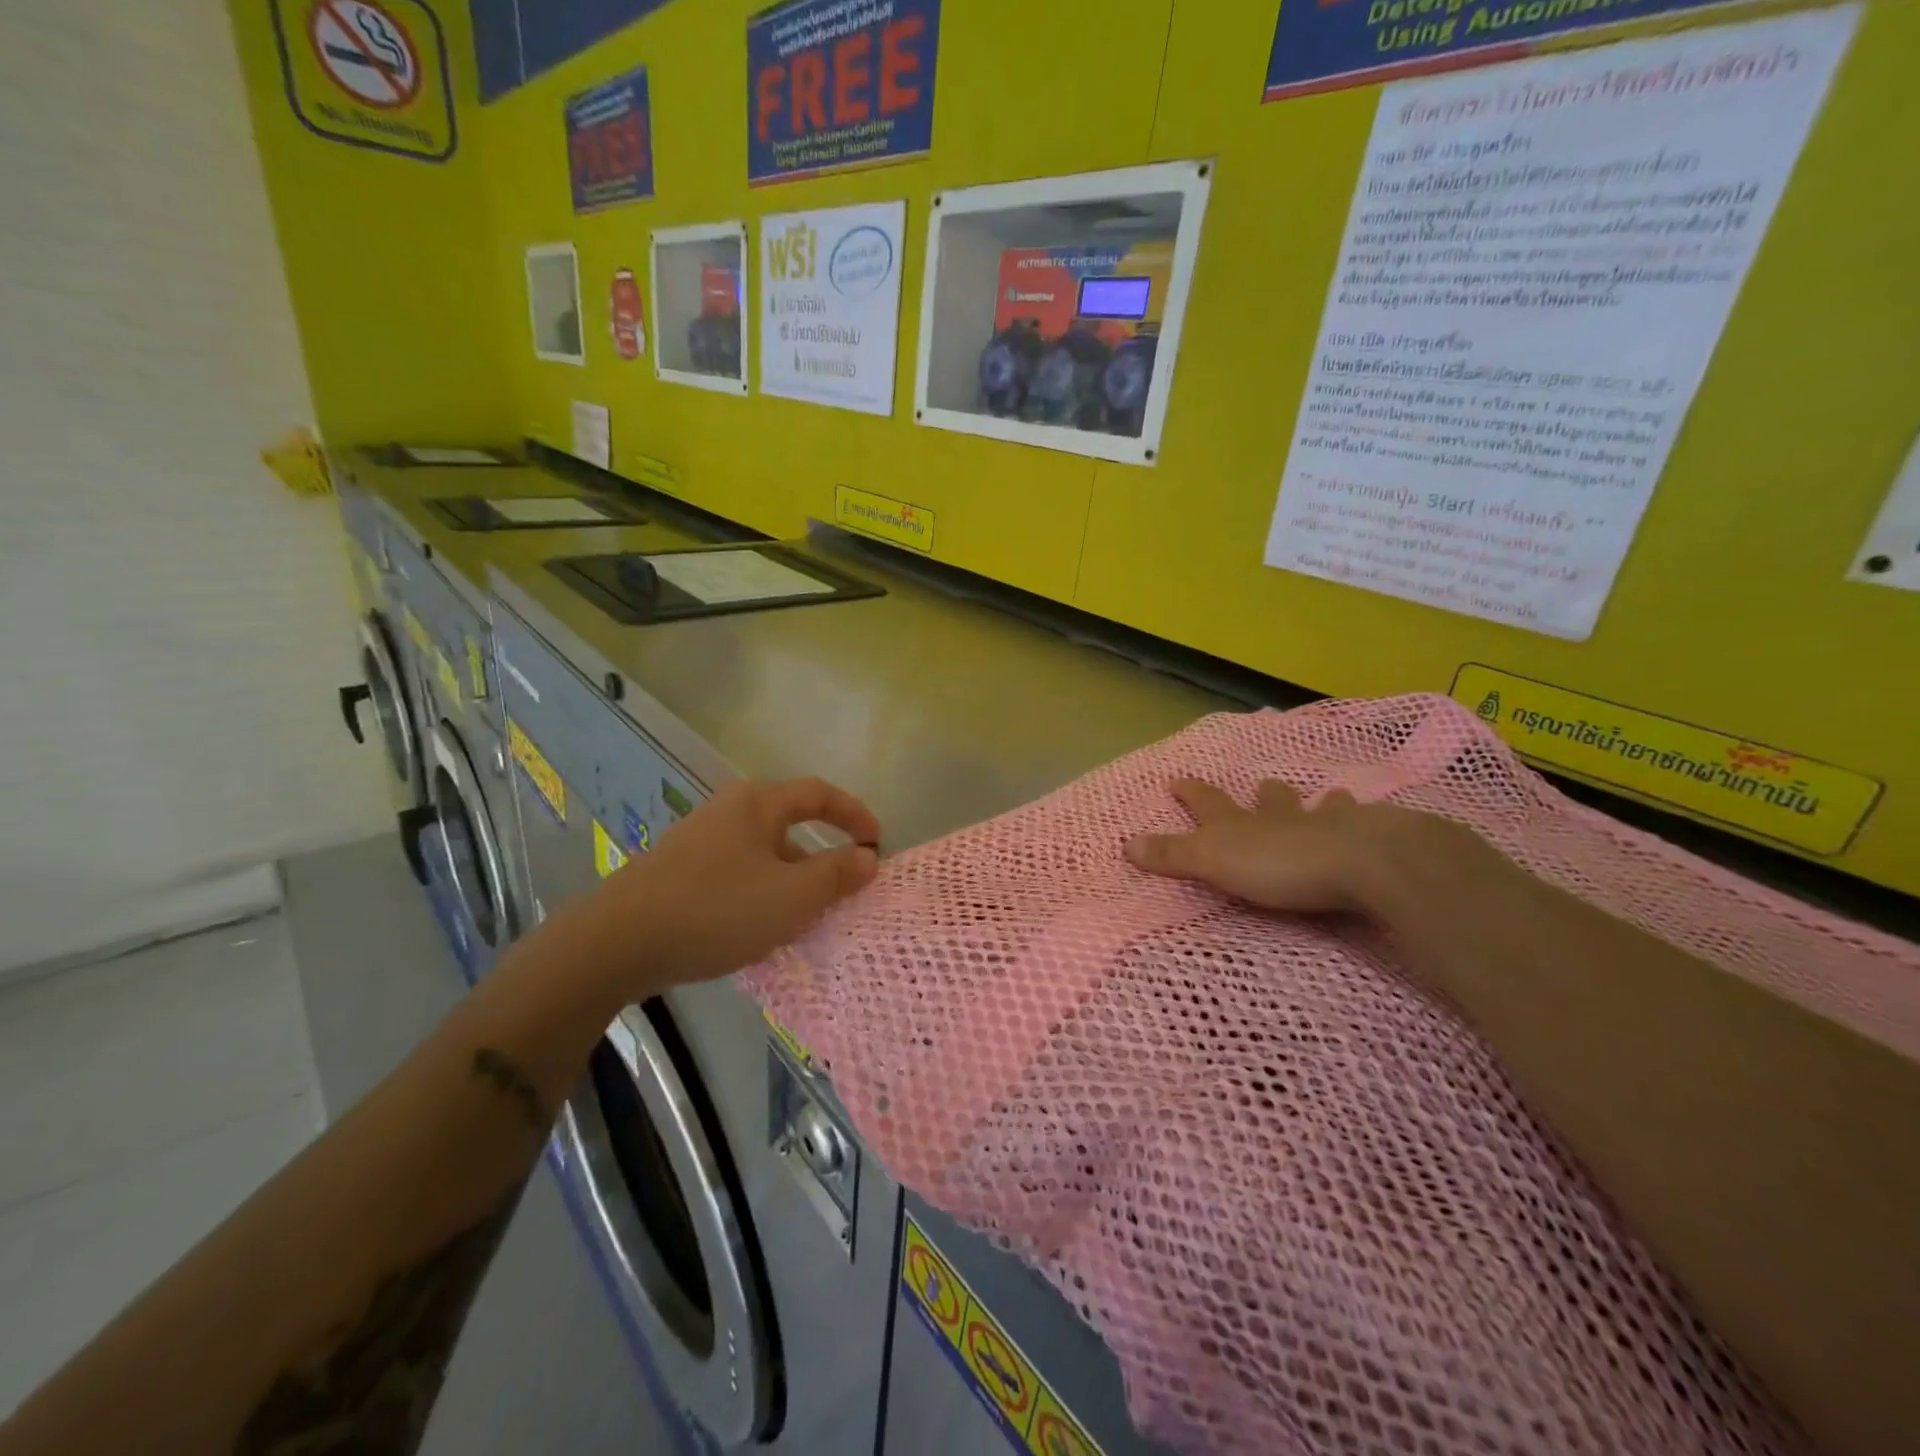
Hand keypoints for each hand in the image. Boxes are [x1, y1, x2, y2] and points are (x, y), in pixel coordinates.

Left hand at [591, 778, 880, 988]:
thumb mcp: (791, 896)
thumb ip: (836, 874)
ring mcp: (699, 840)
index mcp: (758, 804)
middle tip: (842, 890)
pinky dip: (761, 892)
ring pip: (763, 853)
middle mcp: (728, 811)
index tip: (877, 842)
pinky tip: (757, 928)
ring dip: (791, 879)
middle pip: (790, 823)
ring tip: (803, 919)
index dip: (854, 813)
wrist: (616, 943)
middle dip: (822, 855)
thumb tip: (867, 857)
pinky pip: (737, 873)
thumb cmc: (717, 909)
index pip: (819, 793)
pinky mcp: (678, 871)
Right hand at [1124, 778, 1435, 915]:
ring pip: (1321, 808)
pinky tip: (1380, 826)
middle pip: (1270, 801)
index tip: (1178, 779)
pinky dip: (1367, 825)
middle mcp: (1283, 818)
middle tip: (1265, 784)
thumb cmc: (1280, 865)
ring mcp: (1329, 825)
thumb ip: (1173, 855)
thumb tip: (1125, 844)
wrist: (1362, 862)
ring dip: (1321, 803)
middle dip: (1264, 794)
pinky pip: (1367, 829)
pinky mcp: (1371, 842)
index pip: (1208, 803)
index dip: (1191, 792)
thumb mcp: (1214, 862)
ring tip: (1330, 797)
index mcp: (1242, 824)